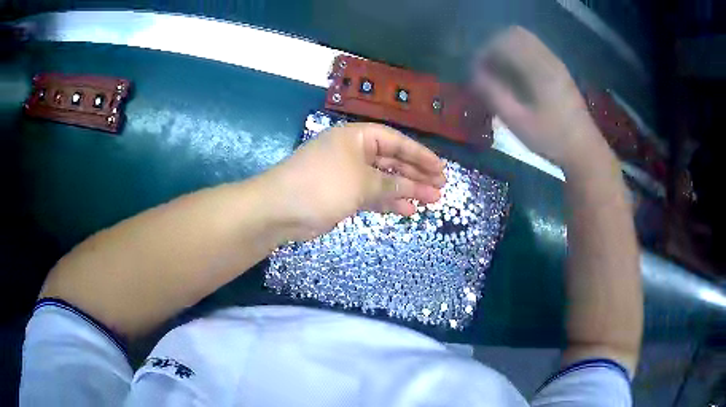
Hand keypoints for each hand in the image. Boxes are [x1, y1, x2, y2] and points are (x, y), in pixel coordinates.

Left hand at [265, 123, 445, 240]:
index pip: (396, 141)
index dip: (420, 155)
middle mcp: (354, 152)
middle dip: (417, 174)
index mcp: (358, 137)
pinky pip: (372, 195)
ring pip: (384, 179)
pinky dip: (389, 202)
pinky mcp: (343, 195)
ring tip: (431, 201)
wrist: (281, 209)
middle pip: (392, 160)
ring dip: (406, 190)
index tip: (440, 169)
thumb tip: (416, 187)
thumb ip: (392, 183)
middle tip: (440, 187)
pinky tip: (408, 210)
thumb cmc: (323, 185)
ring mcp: (348, 174)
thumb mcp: (363, 182)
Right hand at [472, 26, 609, 167]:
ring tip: (501, 73)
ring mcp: (556, 64)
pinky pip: (536, 50)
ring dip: (509, 50)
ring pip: (526, 40)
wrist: (584, 150)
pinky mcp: (560, 71)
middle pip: (515, 34)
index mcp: (537, 68)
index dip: (485, 53)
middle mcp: (547, 59)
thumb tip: (474, 75)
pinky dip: (521, 55)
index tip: (477, 72)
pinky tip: (519, 77)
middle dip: (496, 46)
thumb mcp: (518, 121)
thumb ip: (493, 94)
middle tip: (489, 68)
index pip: (503, 42)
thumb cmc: (551, 138)